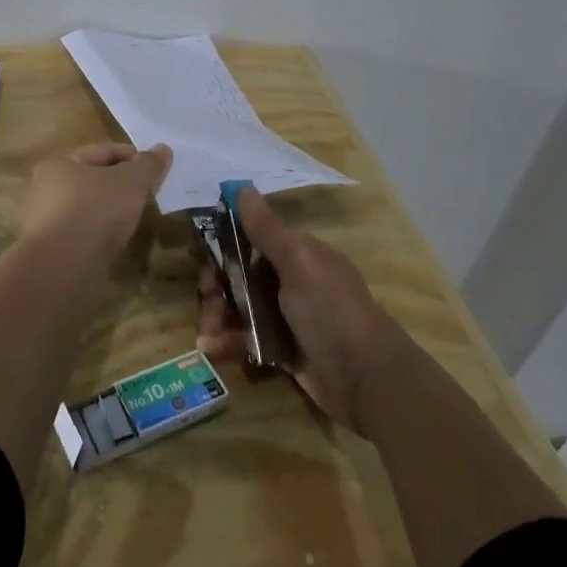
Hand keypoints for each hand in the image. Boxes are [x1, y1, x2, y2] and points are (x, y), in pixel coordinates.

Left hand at [17, 142, 172, 266]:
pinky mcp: (51, 254)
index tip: (154, 167)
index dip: (130, 156)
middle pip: (91, 181)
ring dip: (108, 212)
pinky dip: (99, 236)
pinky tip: (115, 243)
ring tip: (133, 220)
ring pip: (86, 210)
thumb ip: (148, 165)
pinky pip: (82, 236)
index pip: (101, 152)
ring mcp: (45, 225)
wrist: (64, 267)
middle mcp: (44, 191)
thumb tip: (163, 149)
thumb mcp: (131, 181)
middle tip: (146, 193)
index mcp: (58, 164)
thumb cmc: (95, 209)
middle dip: (118, 185)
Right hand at [196, 185, 402, 435]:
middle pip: (240, 274)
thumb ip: (266, 228)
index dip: (225, 244)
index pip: (252, 239)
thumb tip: (242, 187)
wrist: (365, 379)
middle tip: (206, 295)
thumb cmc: (330, 309)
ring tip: (207, 330)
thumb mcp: (298, 261)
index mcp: (297, 254)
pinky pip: (245, 339)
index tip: (202, 254)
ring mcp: (285, 318)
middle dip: (216, 284)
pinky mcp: (281, 351)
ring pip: (239, 308)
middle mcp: (290, 282)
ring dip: (217, 315)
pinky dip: (226, 342)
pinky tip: (211, 348)